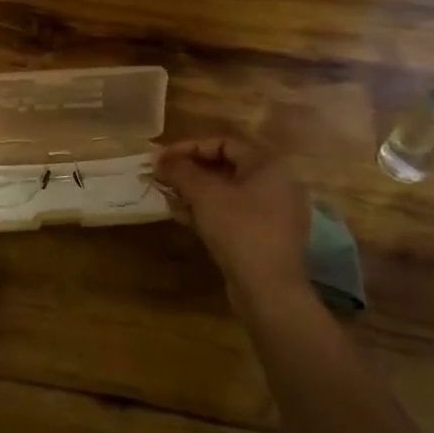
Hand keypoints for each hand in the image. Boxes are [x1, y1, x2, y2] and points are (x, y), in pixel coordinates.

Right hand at [156, 136, 314, 304]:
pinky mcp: (266, 236)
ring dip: (195, 192)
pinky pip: (233, 212)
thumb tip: (158, 157)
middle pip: (225, 166)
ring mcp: (274, 211)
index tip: (162, 159)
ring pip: (227, 192)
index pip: (222, 142)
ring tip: (168, 197)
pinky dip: (209, 210)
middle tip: (162, 177)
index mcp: (267, 164)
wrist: (270, 290)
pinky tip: (184, 217)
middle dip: (189, 171)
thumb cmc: (239, 229)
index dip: (188, 147)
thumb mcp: (204, 194)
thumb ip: (180, 170)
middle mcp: (276, 183)